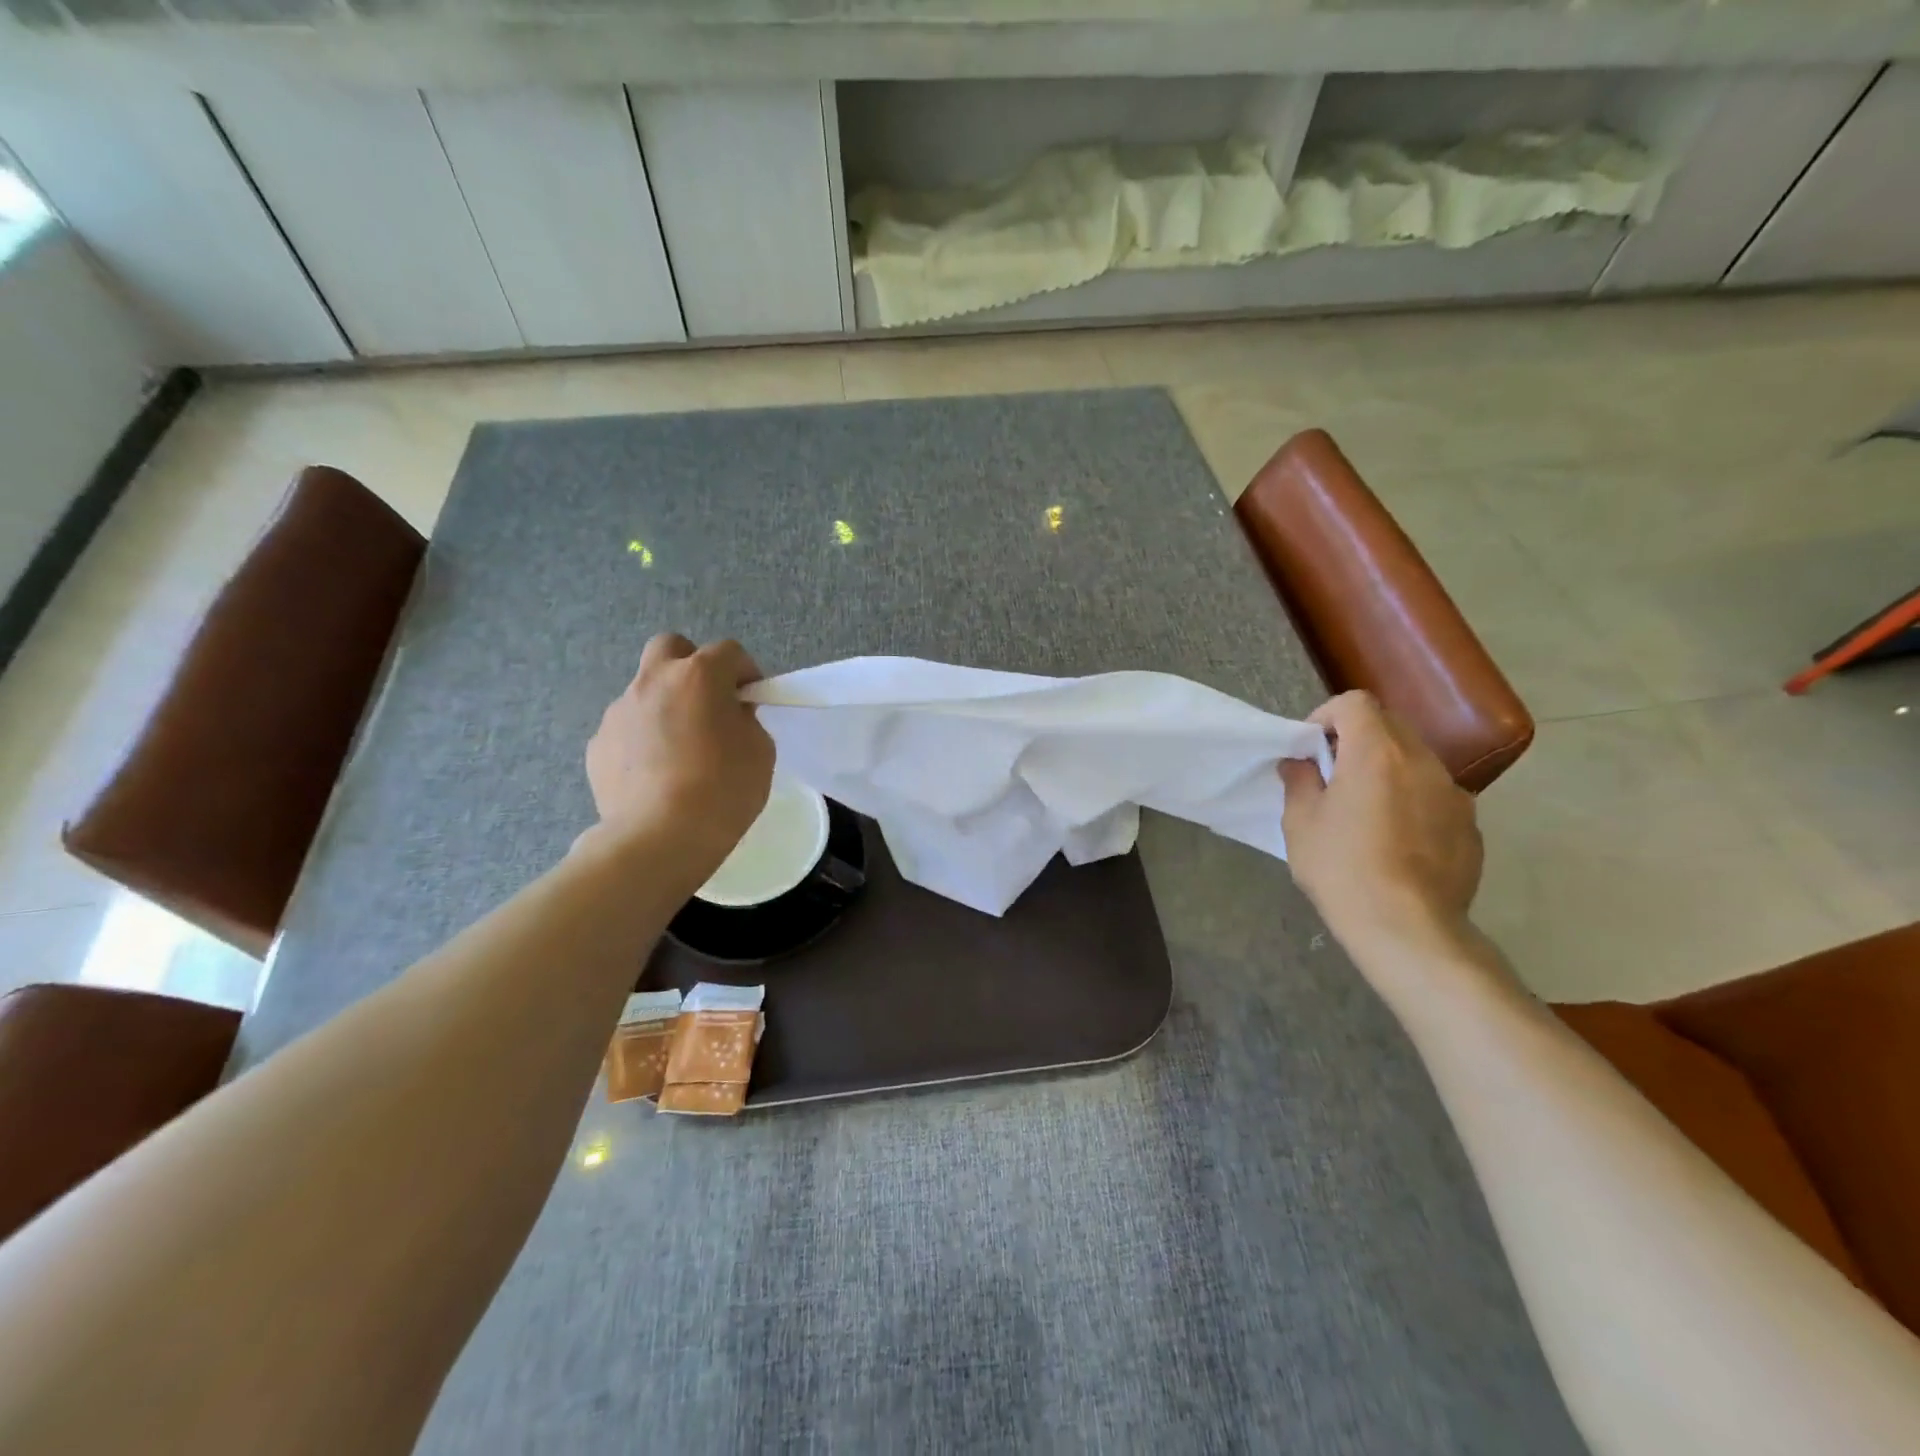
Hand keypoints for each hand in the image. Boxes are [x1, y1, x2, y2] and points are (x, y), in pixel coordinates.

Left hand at [584, 634, 774, 873]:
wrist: (659, 838)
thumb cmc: (723, 789)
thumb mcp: (760, 751)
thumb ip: (745, 721)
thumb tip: (728, 715)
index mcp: (699, 676)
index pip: (728, 651)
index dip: (745, 671)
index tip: (751, 698)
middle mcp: (653, 682)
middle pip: (670, 647)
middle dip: (691, 665)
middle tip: (707, 701)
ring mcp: (618, 712)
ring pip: (644, 691)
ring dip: (665, 706)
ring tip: (680, 751)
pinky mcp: (598, 744)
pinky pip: (627, 729)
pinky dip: (642, 740)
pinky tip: (655, 776)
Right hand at [1278, 690, 1482, 956]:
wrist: (1407, 928)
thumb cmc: (1342, 868)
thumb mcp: (1300, 822)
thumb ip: (1299, 781)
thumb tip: (1300, 763)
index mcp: (1376, 753)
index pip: (1355, 703)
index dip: (1327, 716)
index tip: (1312, 747)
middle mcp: (1422, 762)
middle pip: (1389, 726)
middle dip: (1357, 740)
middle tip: (1333, 776)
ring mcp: (1454, 794)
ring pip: (1415, 761)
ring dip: (1387, 770)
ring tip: (1366, 811)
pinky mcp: (1470, 827)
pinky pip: (1435, 796)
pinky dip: (1413, 802)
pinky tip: (1397, 842)